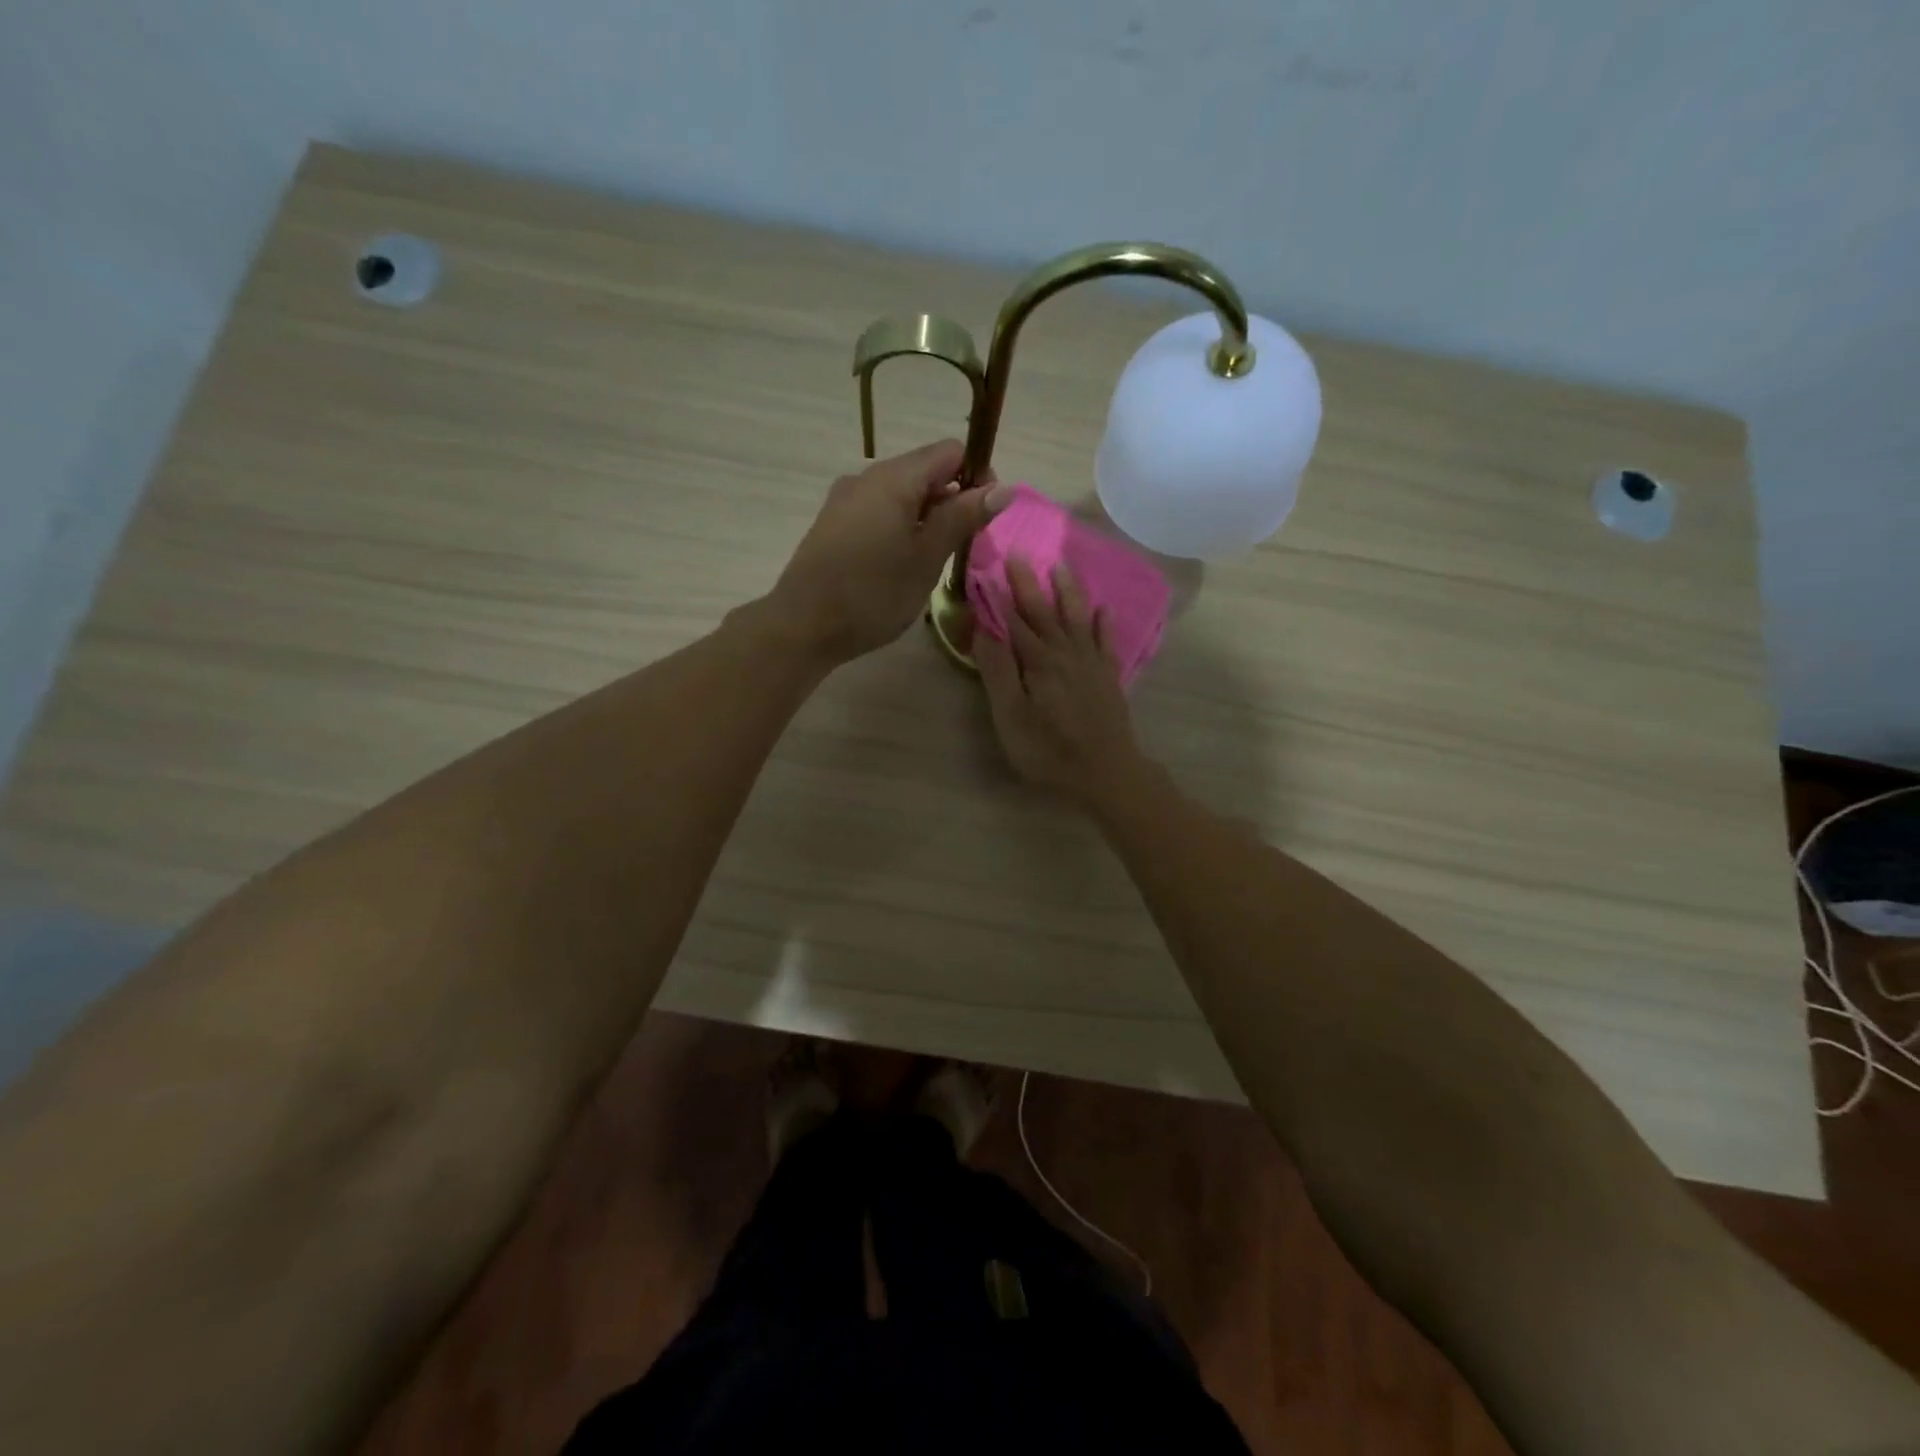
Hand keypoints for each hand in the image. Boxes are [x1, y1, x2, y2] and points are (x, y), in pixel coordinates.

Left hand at [769, 440, 1010, 664]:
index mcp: (894, 477)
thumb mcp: (927, 557)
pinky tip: (900, 563)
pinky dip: (900, 527)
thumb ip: (963, 518)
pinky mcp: (833, 523)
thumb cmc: (873, 593)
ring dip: (927, 517)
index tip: (984, 518)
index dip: (976, 477)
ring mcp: (845, 499)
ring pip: (901, 494)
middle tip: (961, 547)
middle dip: (952, 500)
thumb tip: (1004, 488)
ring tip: (932, 561)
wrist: (803, 625)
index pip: (950, 452)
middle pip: (925, 471)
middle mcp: (867, 476)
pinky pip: (879, 511)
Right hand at [975, 559, 1144, 803]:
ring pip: (1077, 618)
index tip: (987, 568)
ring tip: (1062, 566)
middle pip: (1044, 612)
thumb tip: (984, 630)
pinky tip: (1106, 610)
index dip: (998, 597)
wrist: (1106, 772)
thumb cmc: (1049, 750)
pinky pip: (1107, 642)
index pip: (1013, 621)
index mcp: (1037, 661)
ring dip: (1068, 592)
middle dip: (1029, 584)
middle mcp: (1065, 653)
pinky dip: (1105, 624)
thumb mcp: (1011, 716)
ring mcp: (1090, 664)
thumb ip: (997, 671)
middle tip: (1019, 553)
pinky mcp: (1108, 678)